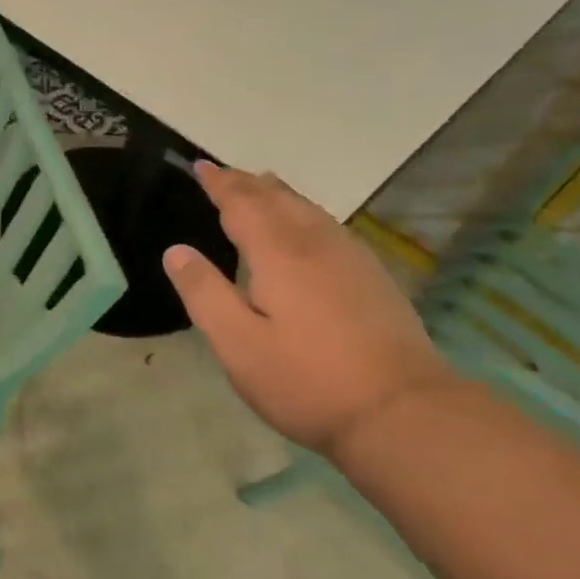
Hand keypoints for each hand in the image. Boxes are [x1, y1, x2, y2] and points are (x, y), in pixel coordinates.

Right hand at [163, 162, 455, 461]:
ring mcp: (352, 260)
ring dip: (278, 194)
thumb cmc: (307, 380)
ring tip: (261, 187)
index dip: (220, 184)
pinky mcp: (374, 279)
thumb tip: (176, 251)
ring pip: (309, 210)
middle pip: (279, 199)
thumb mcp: (237, 344)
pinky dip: (304, 213)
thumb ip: (204, 293)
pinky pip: (329, 227)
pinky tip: (307, 228)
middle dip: (247, 183)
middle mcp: (317, 245)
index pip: (243, 204)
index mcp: (279, 254)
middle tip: (223, 173)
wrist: (403, 412)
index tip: (200, 166)